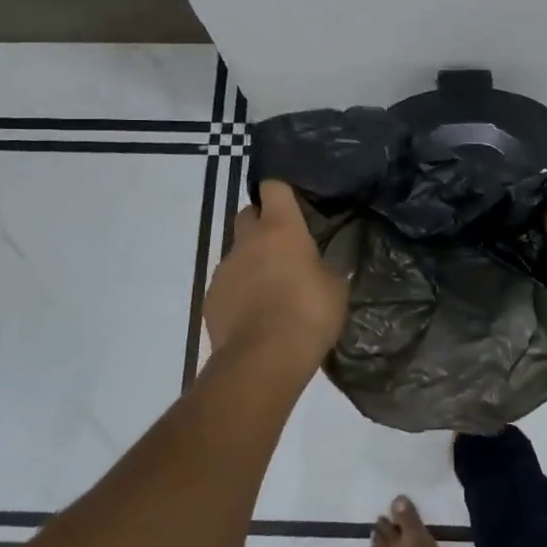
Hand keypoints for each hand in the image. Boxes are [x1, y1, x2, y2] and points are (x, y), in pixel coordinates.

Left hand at [204, 180, 347, 364]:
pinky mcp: (211, 298)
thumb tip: (322, 266)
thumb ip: (327, 269)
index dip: (280, 187)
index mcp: (280, 228)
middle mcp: (247, 241)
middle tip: (284, 244)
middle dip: (262, 222)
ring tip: (273, 288)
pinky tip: (256, 313)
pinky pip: (227, 285)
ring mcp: (225, 269)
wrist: (264, 358)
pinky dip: (240, 291)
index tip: (292, 197)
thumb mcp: (335, 288)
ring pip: (238, 253)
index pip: (273, 187)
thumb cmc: (308, 313)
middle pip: (248, 214)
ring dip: (252, 261)